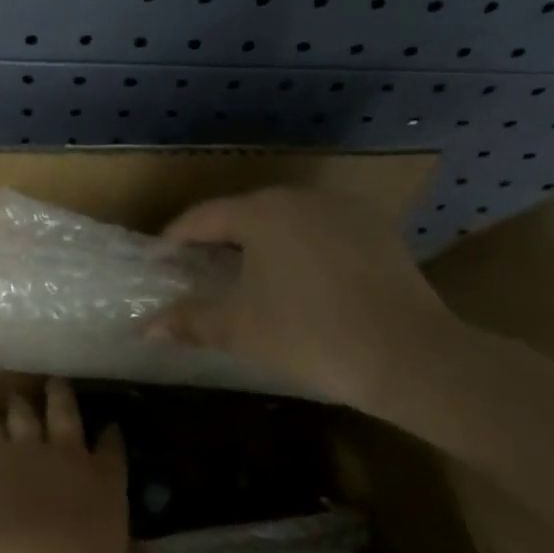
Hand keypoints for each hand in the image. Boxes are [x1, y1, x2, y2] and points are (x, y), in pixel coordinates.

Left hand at [0, 379, 136, 552]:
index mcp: (104, 485)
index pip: (114, 452)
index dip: (112, 438)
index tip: (111, 427)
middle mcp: (68, 456)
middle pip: (67, 414)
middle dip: (64, 398)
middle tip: (58, 383)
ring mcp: (26, 449)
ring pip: (26, 414)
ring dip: (24, 405)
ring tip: (20, 398)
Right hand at [154, 186, 457, 412]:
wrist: (407, 354)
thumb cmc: (308, 334)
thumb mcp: (239, 329)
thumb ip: (189, 321)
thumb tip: (146, 328)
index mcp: (263, 211)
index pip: (203, 217)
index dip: (175, 239)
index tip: (160, 260)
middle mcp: (302, 198)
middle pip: (244, 212)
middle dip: (216, 239)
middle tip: (196, 269)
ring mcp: (345, 209)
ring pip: (285, 219)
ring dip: (259, 242)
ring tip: (243, 273)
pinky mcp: (376, 230)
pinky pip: (320, 231)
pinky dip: (297, 248)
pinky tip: (296, 279)